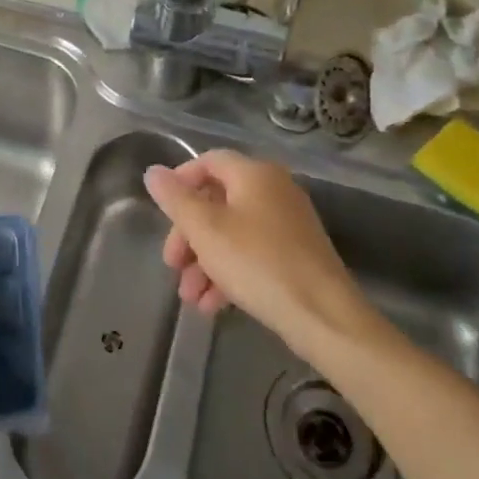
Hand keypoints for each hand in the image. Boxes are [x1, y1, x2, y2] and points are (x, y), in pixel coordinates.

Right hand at [144, 150, 376, 352]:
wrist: (324, 317)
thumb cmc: (258, 263)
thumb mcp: (205, 229)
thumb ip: (175, 199)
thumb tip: (153, 172)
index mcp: (254, 174)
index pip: (208, 161)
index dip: (180, 181)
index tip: (162, 212)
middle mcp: (274, 190)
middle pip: (217, 201)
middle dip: (188, 234)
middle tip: (172, 264)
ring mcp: (288, 224)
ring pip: (232, 232)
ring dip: (204, 261)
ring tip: (190, 296)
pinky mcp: (296, 255)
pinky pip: (252, 253)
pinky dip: (229, 272)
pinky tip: (213, 305)